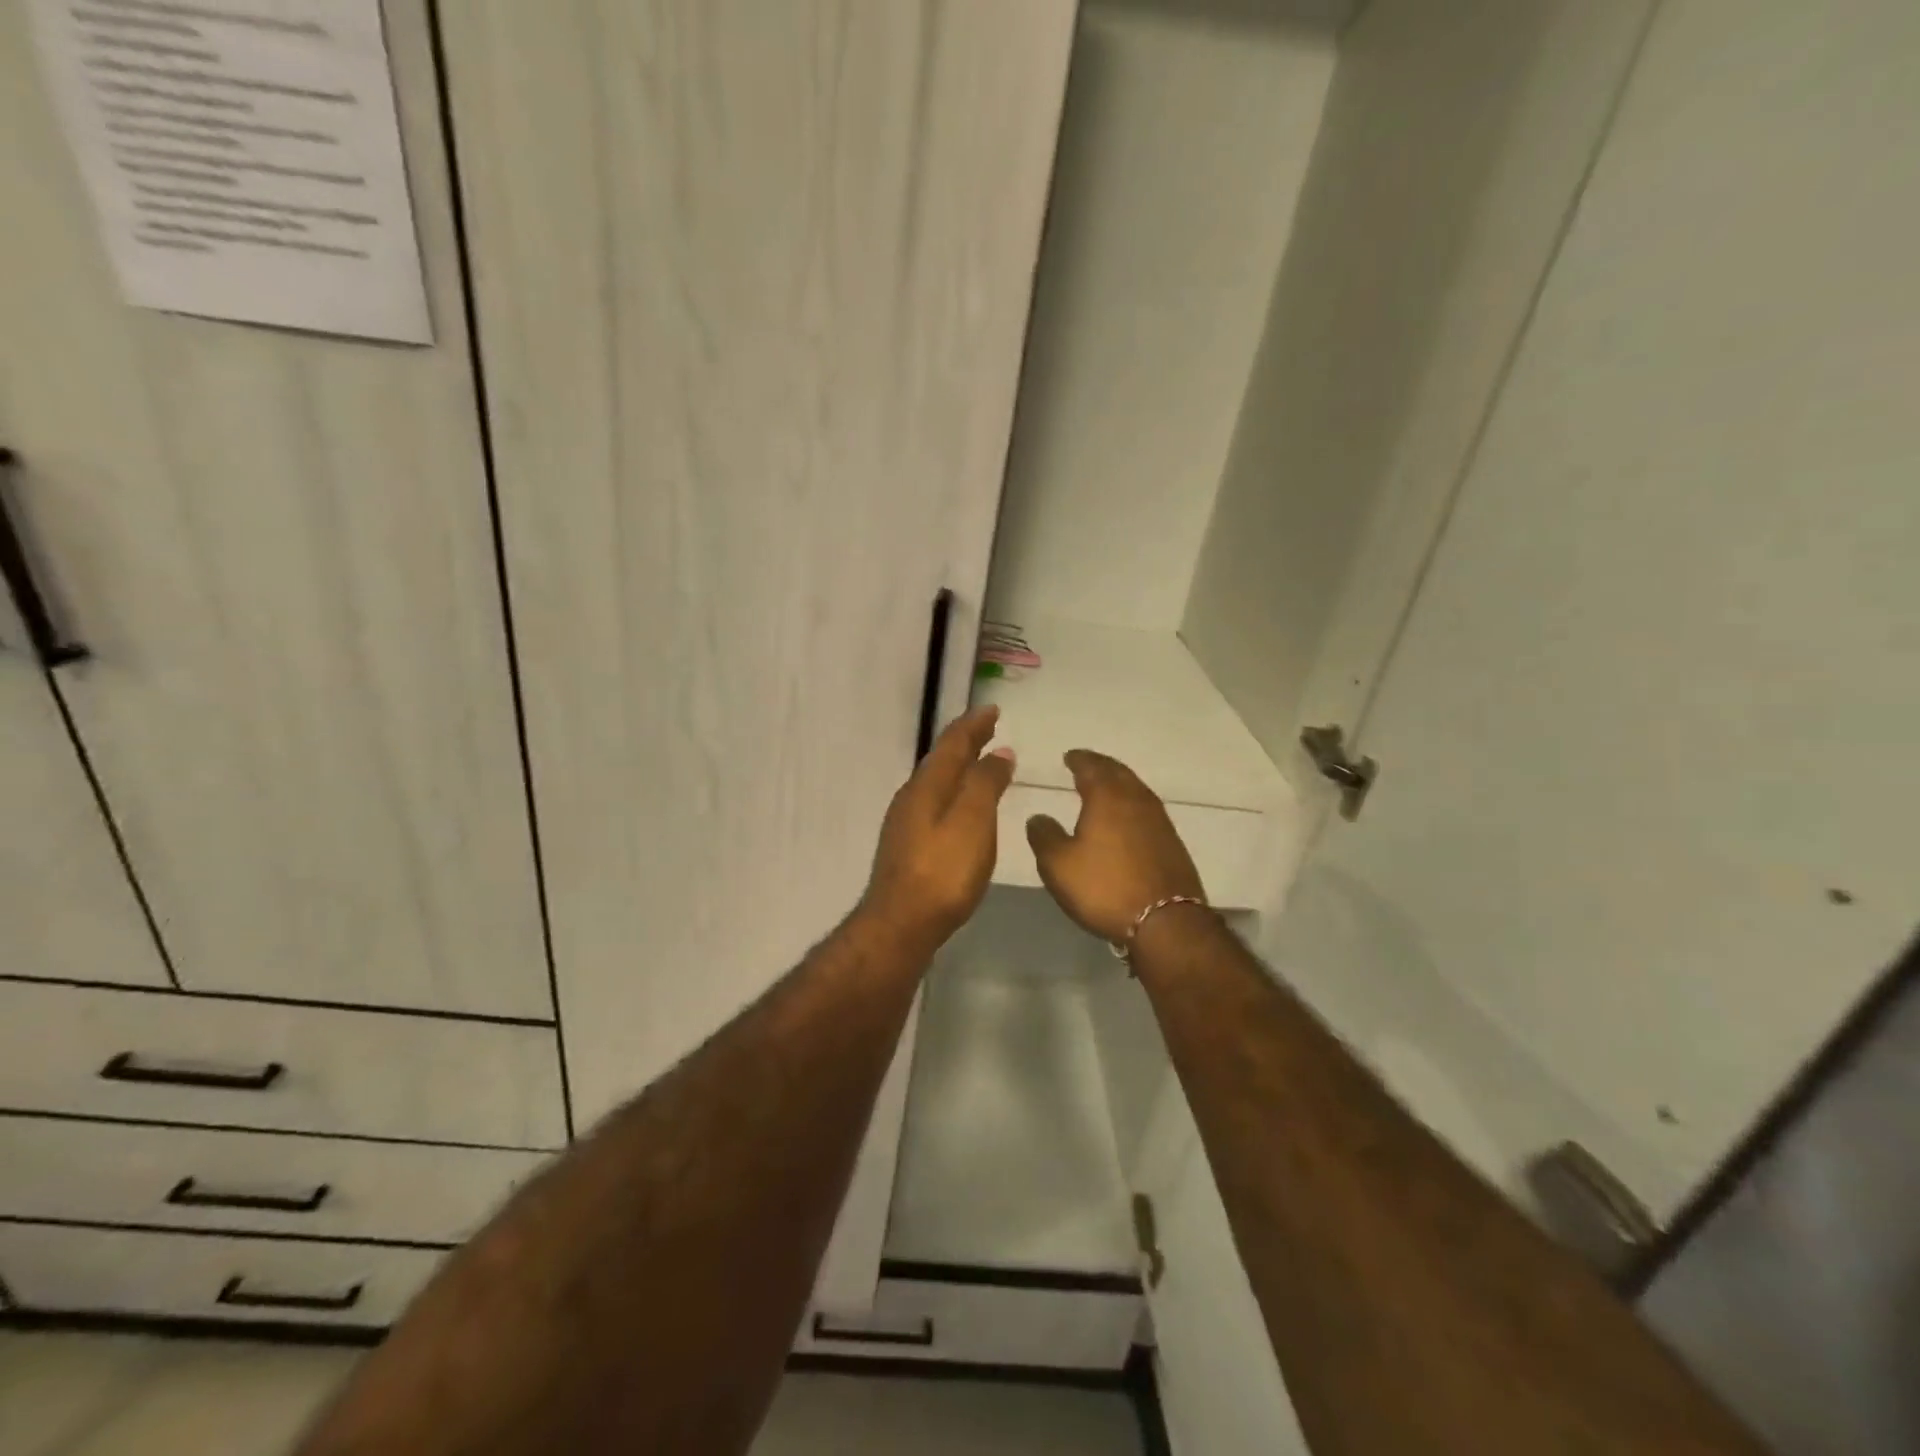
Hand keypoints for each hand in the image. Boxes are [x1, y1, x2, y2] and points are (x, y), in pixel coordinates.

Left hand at [862, 705, 1015, 946]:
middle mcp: (912, 796)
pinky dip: (953, 791)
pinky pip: (934, 802)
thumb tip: (998, 752)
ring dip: (959, 766)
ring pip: (936, 781)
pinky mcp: (907, 845)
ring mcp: (905, 822)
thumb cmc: (943, 871)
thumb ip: (985, 783)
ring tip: (980, 762)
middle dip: (966, 741)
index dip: (973, 724)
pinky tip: (960, 806)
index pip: (953, 743)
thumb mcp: (973, 822)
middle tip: (988, 728)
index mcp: (928, 785)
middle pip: (941, 759)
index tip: (992, 710)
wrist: (901, 923)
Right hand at [1026, 750, 1205, 943]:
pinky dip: (1132, 804)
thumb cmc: (1105, 887)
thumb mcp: (1058, 864)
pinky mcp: (1171, 842)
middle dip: (1101, 766)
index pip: (1091, 767)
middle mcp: (1136, 800)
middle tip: (1086, 765)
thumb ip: (1044, 836)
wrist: (1166, 921)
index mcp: (1107, 797)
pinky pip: (1147, 810)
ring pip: (1136, 789)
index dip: (1078, 759)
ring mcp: (1159, 820)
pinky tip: (1126, 818)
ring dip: (1119, 783)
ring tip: (1105, 788)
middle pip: (1118, 772)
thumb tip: (1038, 817)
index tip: (1069, 756)